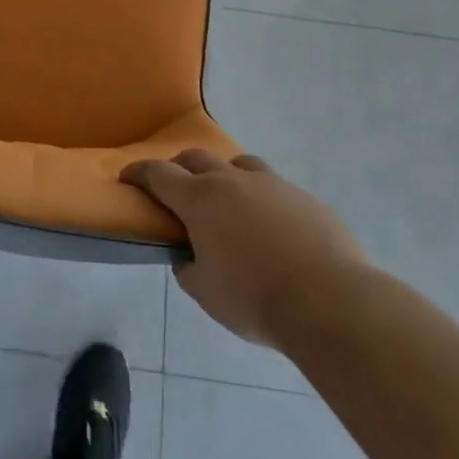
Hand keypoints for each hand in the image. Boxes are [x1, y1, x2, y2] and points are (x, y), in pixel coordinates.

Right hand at [121, 149, 365, 349]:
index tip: (127, 177)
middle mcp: (232, 181)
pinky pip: (274, 188)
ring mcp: (272, 184)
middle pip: (196, 158)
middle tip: (175, 189)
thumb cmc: (254, 297)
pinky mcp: (304, 198)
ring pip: (238, 164)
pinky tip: (270, 227)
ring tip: (227, 202)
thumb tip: (190, 257)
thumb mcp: (205, 292)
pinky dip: (260, 198)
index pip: (158, 173)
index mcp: (200, 199)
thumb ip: (189, 268)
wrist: (330, 300)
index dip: (139, 172)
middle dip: (179, 168)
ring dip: (223, 175)